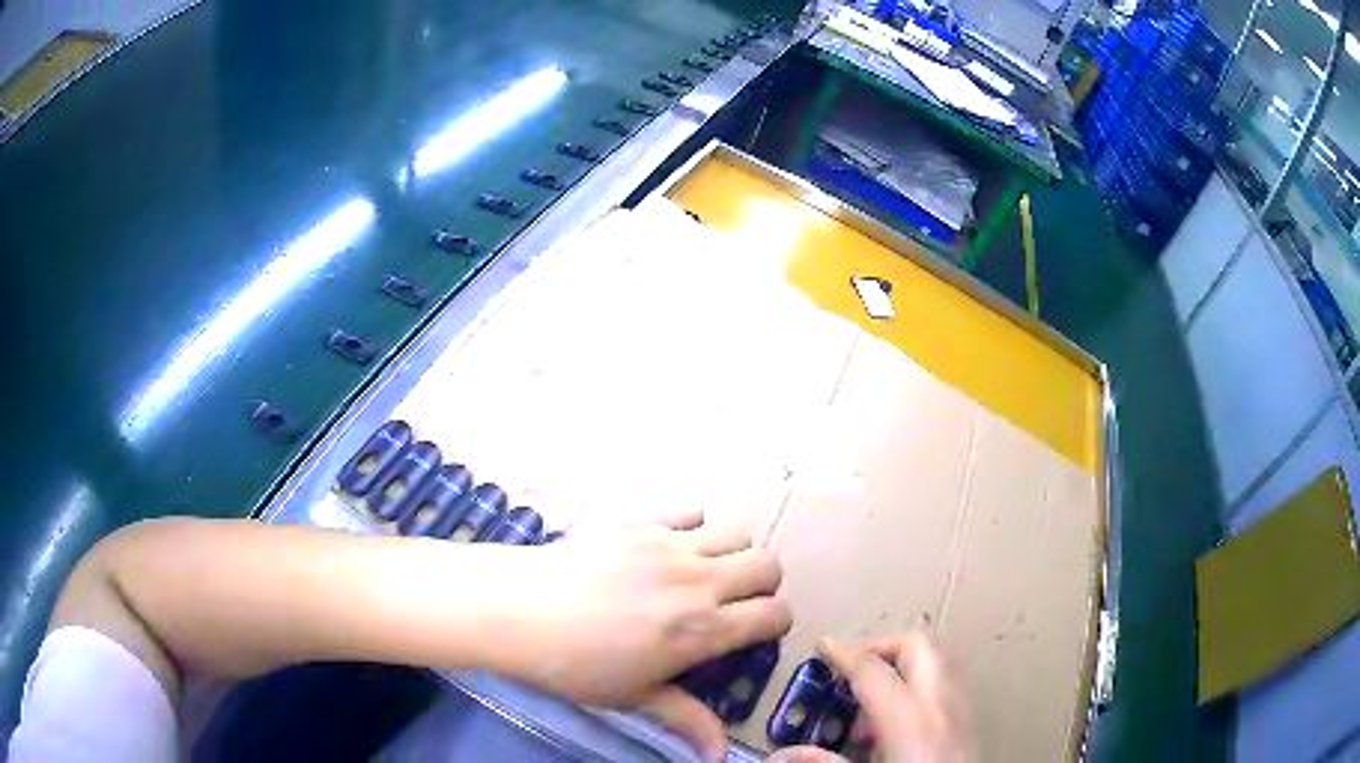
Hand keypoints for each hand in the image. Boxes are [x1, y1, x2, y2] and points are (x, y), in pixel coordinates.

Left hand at [491, 512, 791, 760]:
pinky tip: (670, 548)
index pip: (774, 615)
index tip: (756, 634)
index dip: (775, 625)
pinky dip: (695, 526)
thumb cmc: (574, 665)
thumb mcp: (633, 698)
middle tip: (736, 603)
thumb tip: (720, 756)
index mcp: (702, 629)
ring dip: (735, 553)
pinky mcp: (641, 520)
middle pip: (769, 564)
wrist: (516, 611)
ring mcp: (670, 545)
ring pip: (738, 533)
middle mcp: (698, 581)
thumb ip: (685, 719)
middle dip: (764, 585)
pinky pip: (691, 510)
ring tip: (707, 573)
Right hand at [768, 633, 969, 762]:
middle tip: (850, 669)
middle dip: (882, 647)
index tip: (822, 646)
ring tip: (867, 712)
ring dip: (900, 670)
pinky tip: (895, 728)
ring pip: (936, 661)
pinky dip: (917, 690)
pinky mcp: (970, 724)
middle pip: (917, 644)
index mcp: (910, 718)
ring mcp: (961, 710)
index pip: (873, 668)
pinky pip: (943, 686)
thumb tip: (782, 755)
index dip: (844, 653)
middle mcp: (941, 704)